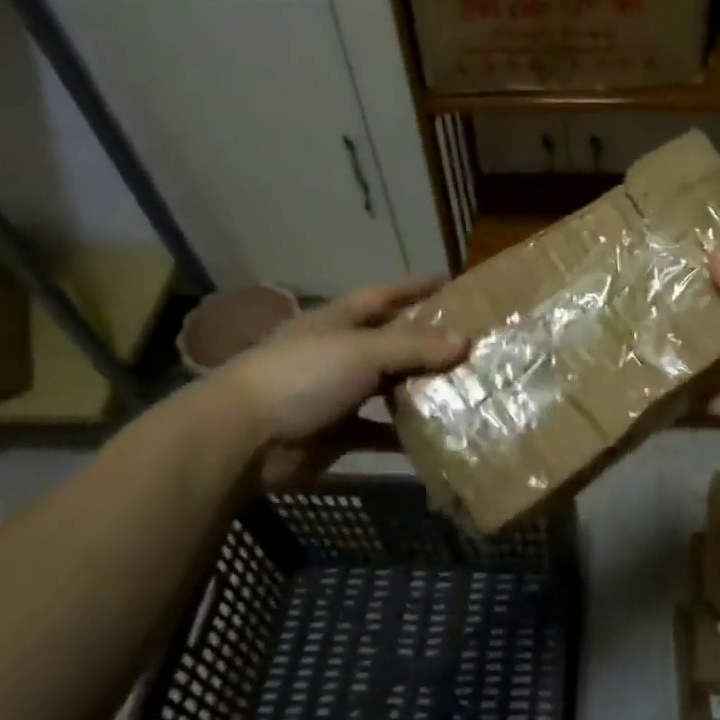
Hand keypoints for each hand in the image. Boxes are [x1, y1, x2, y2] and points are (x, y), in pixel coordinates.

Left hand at [219, 279, 465, 486]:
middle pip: (392, 343)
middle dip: (428, 343)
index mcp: (338, 321)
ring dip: (420, 390)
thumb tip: (465, 341)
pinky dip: (404, 435)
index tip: (452, 281)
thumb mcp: (363, 351)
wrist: (245, 438)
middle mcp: (339, 353)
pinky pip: (380, 432)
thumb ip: (414, 345)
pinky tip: (437, 436)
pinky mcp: (337, 433)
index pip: (383, 295)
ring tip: (466, 389)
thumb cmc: (303, 376)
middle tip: (474, 344)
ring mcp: (336, 395)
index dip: (415, 287)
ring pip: (389, 388)